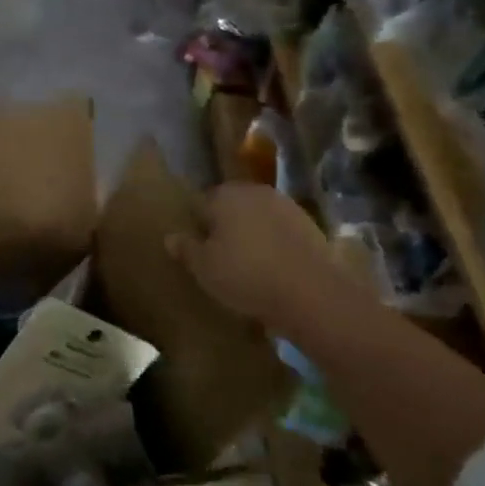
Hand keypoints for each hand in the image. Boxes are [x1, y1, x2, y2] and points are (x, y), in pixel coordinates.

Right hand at [166, 183, 358, 338]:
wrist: (314, 293)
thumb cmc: (246, 276)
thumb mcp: (204, 268)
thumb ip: (185, 249)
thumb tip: (170, 237)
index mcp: (223, 195)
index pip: (199, 205)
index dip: (197, 227)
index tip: (198, 251)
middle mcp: (253, 191)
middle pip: (229, 207)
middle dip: (224, 226)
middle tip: (221, 258)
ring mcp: (285, 205)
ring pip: (256, 217)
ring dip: (251, 233)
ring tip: (249, 265)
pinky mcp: (310, 224)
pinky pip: (280, 230)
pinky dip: (274, 243)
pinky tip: (274, 267)